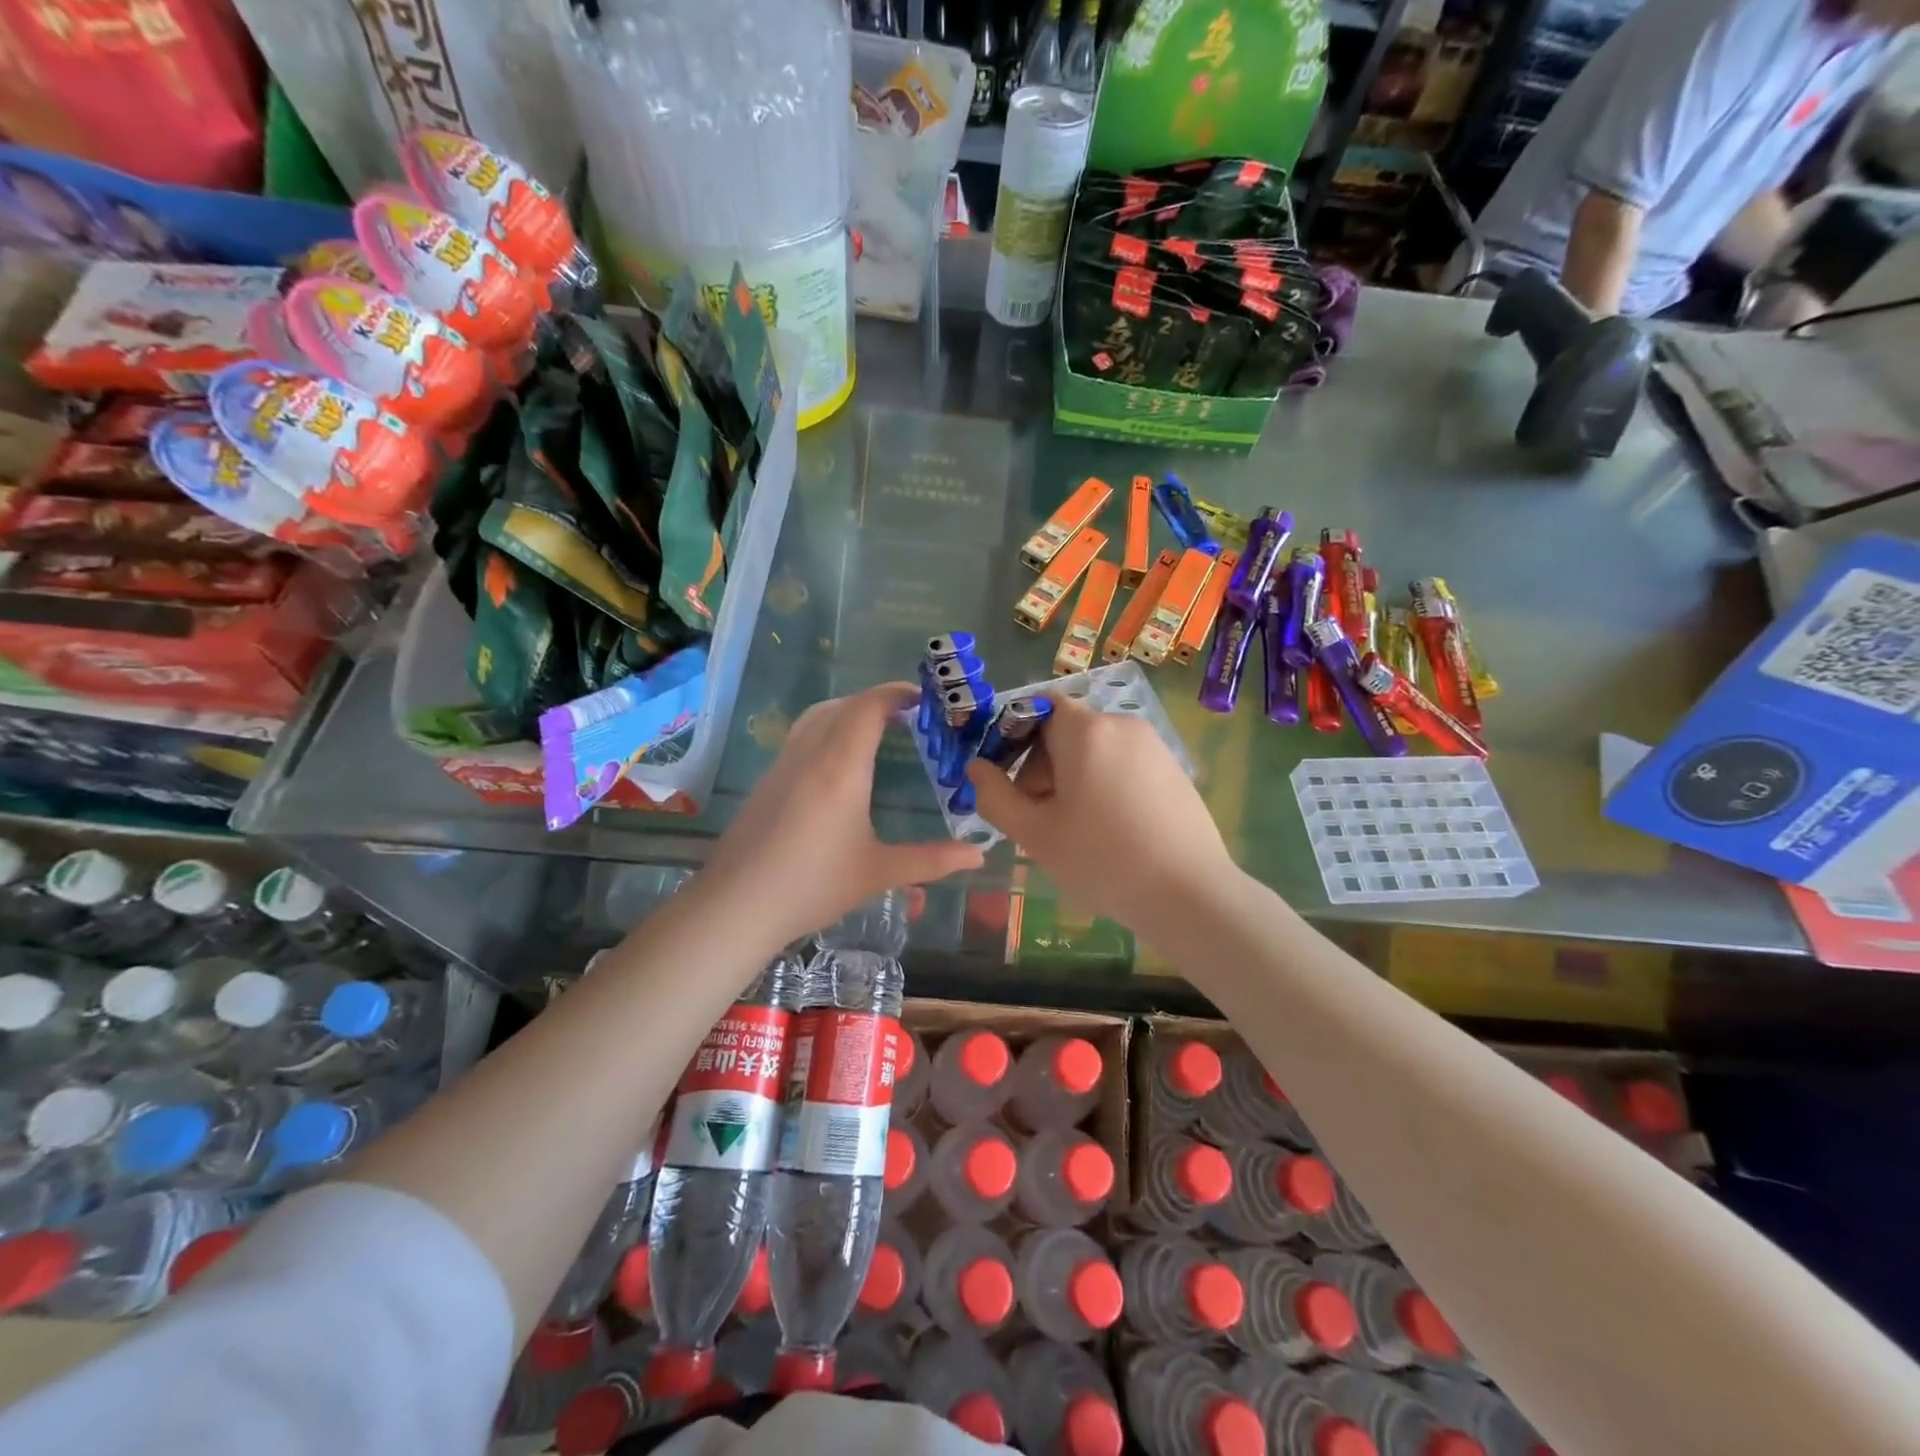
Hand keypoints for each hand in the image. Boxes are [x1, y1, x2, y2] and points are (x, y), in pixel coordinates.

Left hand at [698, 683, 983, 950]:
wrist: (737, 905)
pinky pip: (800, 736)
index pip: (868, 708)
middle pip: (842, 706)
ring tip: (874, 730)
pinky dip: (826, 729)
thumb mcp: (878, 873)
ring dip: (847, 711)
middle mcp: (810, 754)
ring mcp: (783, 765)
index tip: (921, 699)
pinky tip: (837, 764)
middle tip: (906, 715)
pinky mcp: (766, 781)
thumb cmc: (813, 885)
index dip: (895, 694)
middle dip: (875, 701)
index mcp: (841, 768)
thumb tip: (979, 854)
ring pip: (816, 717)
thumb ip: (931, 860)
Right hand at [967, 694, 1234, 929]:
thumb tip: (976, 768)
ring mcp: (1154, 747)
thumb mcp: (1035, 833)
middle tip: (1037, 816)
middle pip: (1066, 730)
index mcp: (1086, 731)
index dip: (1014, 736)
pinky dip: (1104, 785)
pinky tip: (1108, 830)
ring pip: (1095, 750)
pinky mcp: (1174, 770)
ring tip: (1071, 828)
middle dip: (1041, 765)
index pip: (1039, 707)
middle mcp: (1123, 725)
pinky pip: (1123, 764)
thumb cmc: (1101, 859)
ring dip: (1071, 778)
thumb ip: (995, 796)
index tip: (1007, 779)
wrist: (1189, 894)